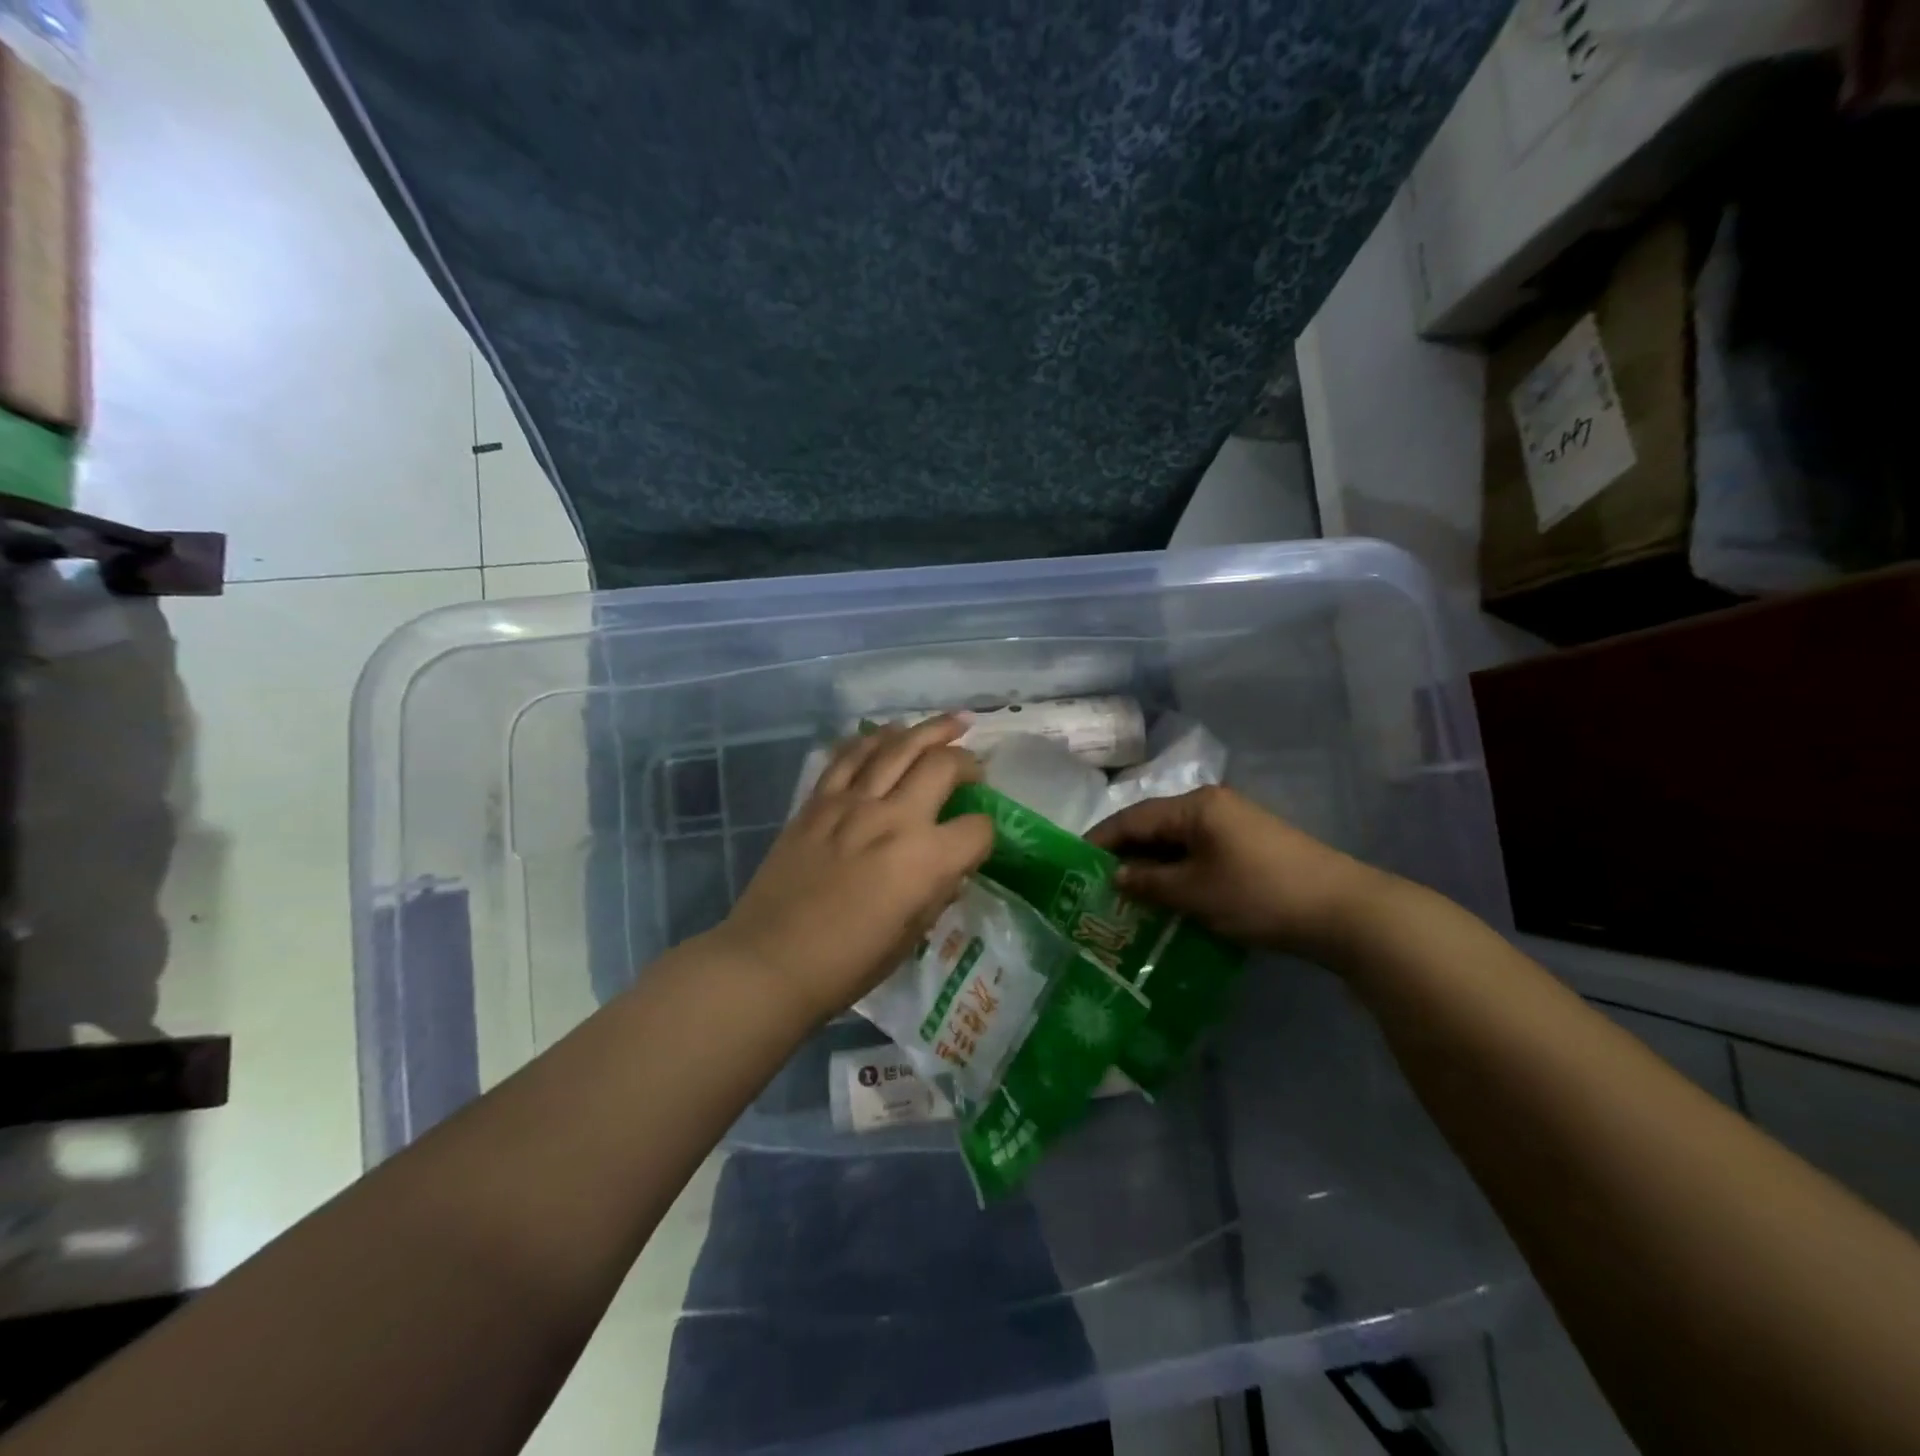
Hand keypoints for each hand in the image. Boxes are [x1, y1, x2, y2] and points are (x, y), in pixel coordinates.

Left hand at [711, 716, 993, 1025]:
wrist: (770, 961)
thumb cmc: (847, 964)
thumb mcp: (910, 937)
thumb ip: (937, 893)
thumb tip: (949, 867)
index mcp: (925, 861)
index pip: (977, 829)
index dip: (985, 833)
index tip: (978, 839)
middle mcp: (893, 819)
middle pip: (942, 766)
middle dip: (967, 761)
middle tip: (974, 765)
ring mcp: (852, 804)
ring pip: (897, 746)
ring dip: (928, 729)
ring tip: (950, 723)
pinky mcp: (817, 802)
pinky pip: (849, 756)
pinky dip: (873, 738)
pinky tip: (888, 733)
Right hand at [1086, 785, 1389, 959]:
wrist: (1343, 911)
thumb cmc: (1259, 894)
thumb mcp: (1195, 892)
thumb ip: (1150, 882)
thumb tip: (1116, 875)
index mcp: (1195, 806)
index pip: (1132, 818)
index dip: (1100, 840)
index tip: (1073, 864)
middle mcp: (1212, 806)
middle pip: (1154, 826)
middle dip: (1125, 854)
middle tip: (1095, 884)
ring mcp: (1234, 825)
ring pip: (1177, 842)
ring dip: (1152, 866)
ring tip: (1126, 895)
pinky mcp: (1250, 847)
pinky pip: (1199, 853)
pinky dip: (1178, 872)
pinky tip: (1166, 896)